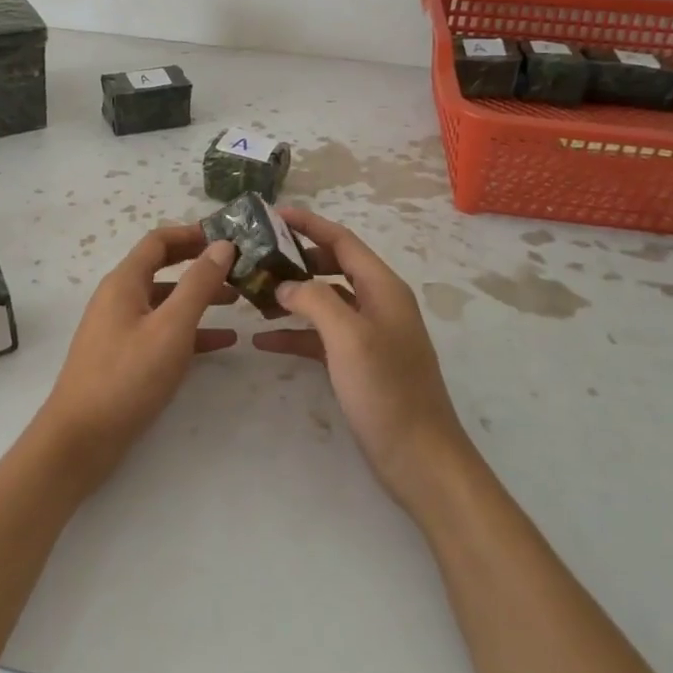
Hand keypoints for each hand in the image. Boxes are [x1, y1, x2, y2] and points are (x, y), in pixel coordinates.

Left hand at [34, 225, 236, 493]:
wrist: (80, 438)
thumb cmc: (127, 376)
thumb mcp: (171, 327)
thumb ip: (198, 284)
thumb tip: (222, 244)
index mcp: (124, 282)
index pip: (159, 240)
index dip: (192, 233)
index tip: (228, 235)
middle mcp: (119, 297)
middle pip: (163, 268)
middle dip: (199, 264)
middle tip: (238, 266)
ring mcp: (120, 327)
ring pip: (165, 301)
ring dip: (199, 297)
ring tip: (238, 301)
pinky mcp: (125, 356)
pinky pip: (162, 331)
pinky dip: (190, 330)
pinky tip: (223, 342)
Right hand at [254, 208, 475, 513]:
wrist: (420, 458)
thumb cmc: (387, 391)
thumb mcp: (348, 337)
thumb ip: (314, 300)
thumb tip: (284, 285)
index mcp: (382, 288)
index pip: (342, 241)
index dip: (309, 224)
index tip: (273, 214)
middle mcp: (378, 303)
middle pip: (332, 266)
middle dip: (296, 258)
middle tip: (256, 255)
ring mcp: (369, 335)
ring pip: (324, 301)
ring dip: (291, 296)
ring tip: (252, 295)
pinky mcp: (359, 363)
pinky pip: (322, 336)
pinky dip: (295, 333)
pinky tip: (263, 340)